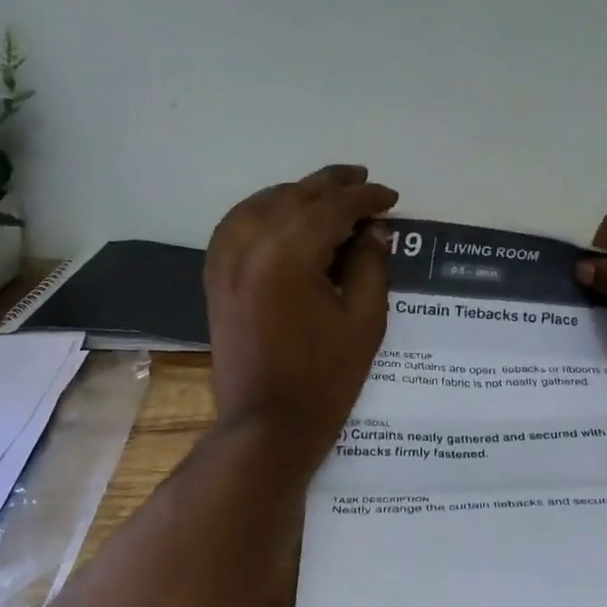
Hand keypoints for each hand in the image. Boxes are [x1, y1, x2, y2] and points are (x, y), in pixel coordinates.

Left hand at [205, 164, 396, 466]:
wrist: (267, 424)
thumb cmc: (325, 379)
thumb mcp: (364, 321)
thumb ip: (370, 266)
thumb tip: (372, 230)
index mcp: (288, 255)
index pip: (332, 208)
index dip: (365, 199)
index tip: (390, 197)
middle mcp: (249, 246)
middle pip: (294, 197)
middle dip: (332, 186)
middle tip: (364, 181)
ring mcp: (225, 261)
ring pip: (261, 205)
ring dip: (296, 193)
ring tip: (326, 193)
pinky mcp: (216, 279)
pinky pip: (235, 226)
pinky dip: (261, 211)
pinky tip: (280, 215)